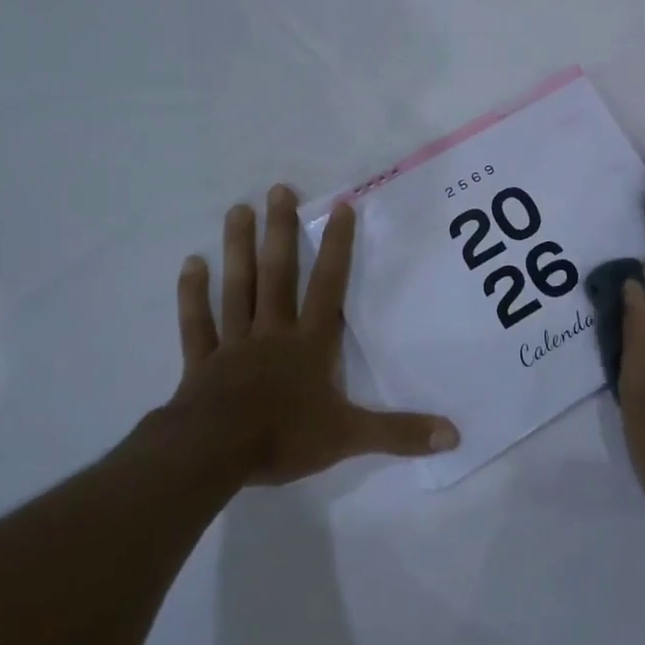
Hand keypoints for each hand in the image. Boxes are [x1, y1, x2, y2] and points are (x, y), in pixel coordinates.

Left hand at [165, 186, 459, 485]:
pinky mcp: (202, 363)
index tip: (339, 207)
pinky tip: (190, 264)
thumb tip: (454, 435)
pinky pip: (198, 324)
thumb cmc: (284, 438)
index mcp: (309, 344)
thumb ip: (400, 433)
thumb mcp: (349, 436)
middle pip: (277, 274)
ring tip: (237, 209)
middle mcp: (273, 332)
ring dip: (238, 249)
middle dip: (279, 232)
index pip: (328, 286)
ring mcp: (233, 344)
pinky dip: (193, 296)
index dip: (336, 247)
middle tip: (277, 189)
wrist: (214, 455)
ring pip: (238, 288)